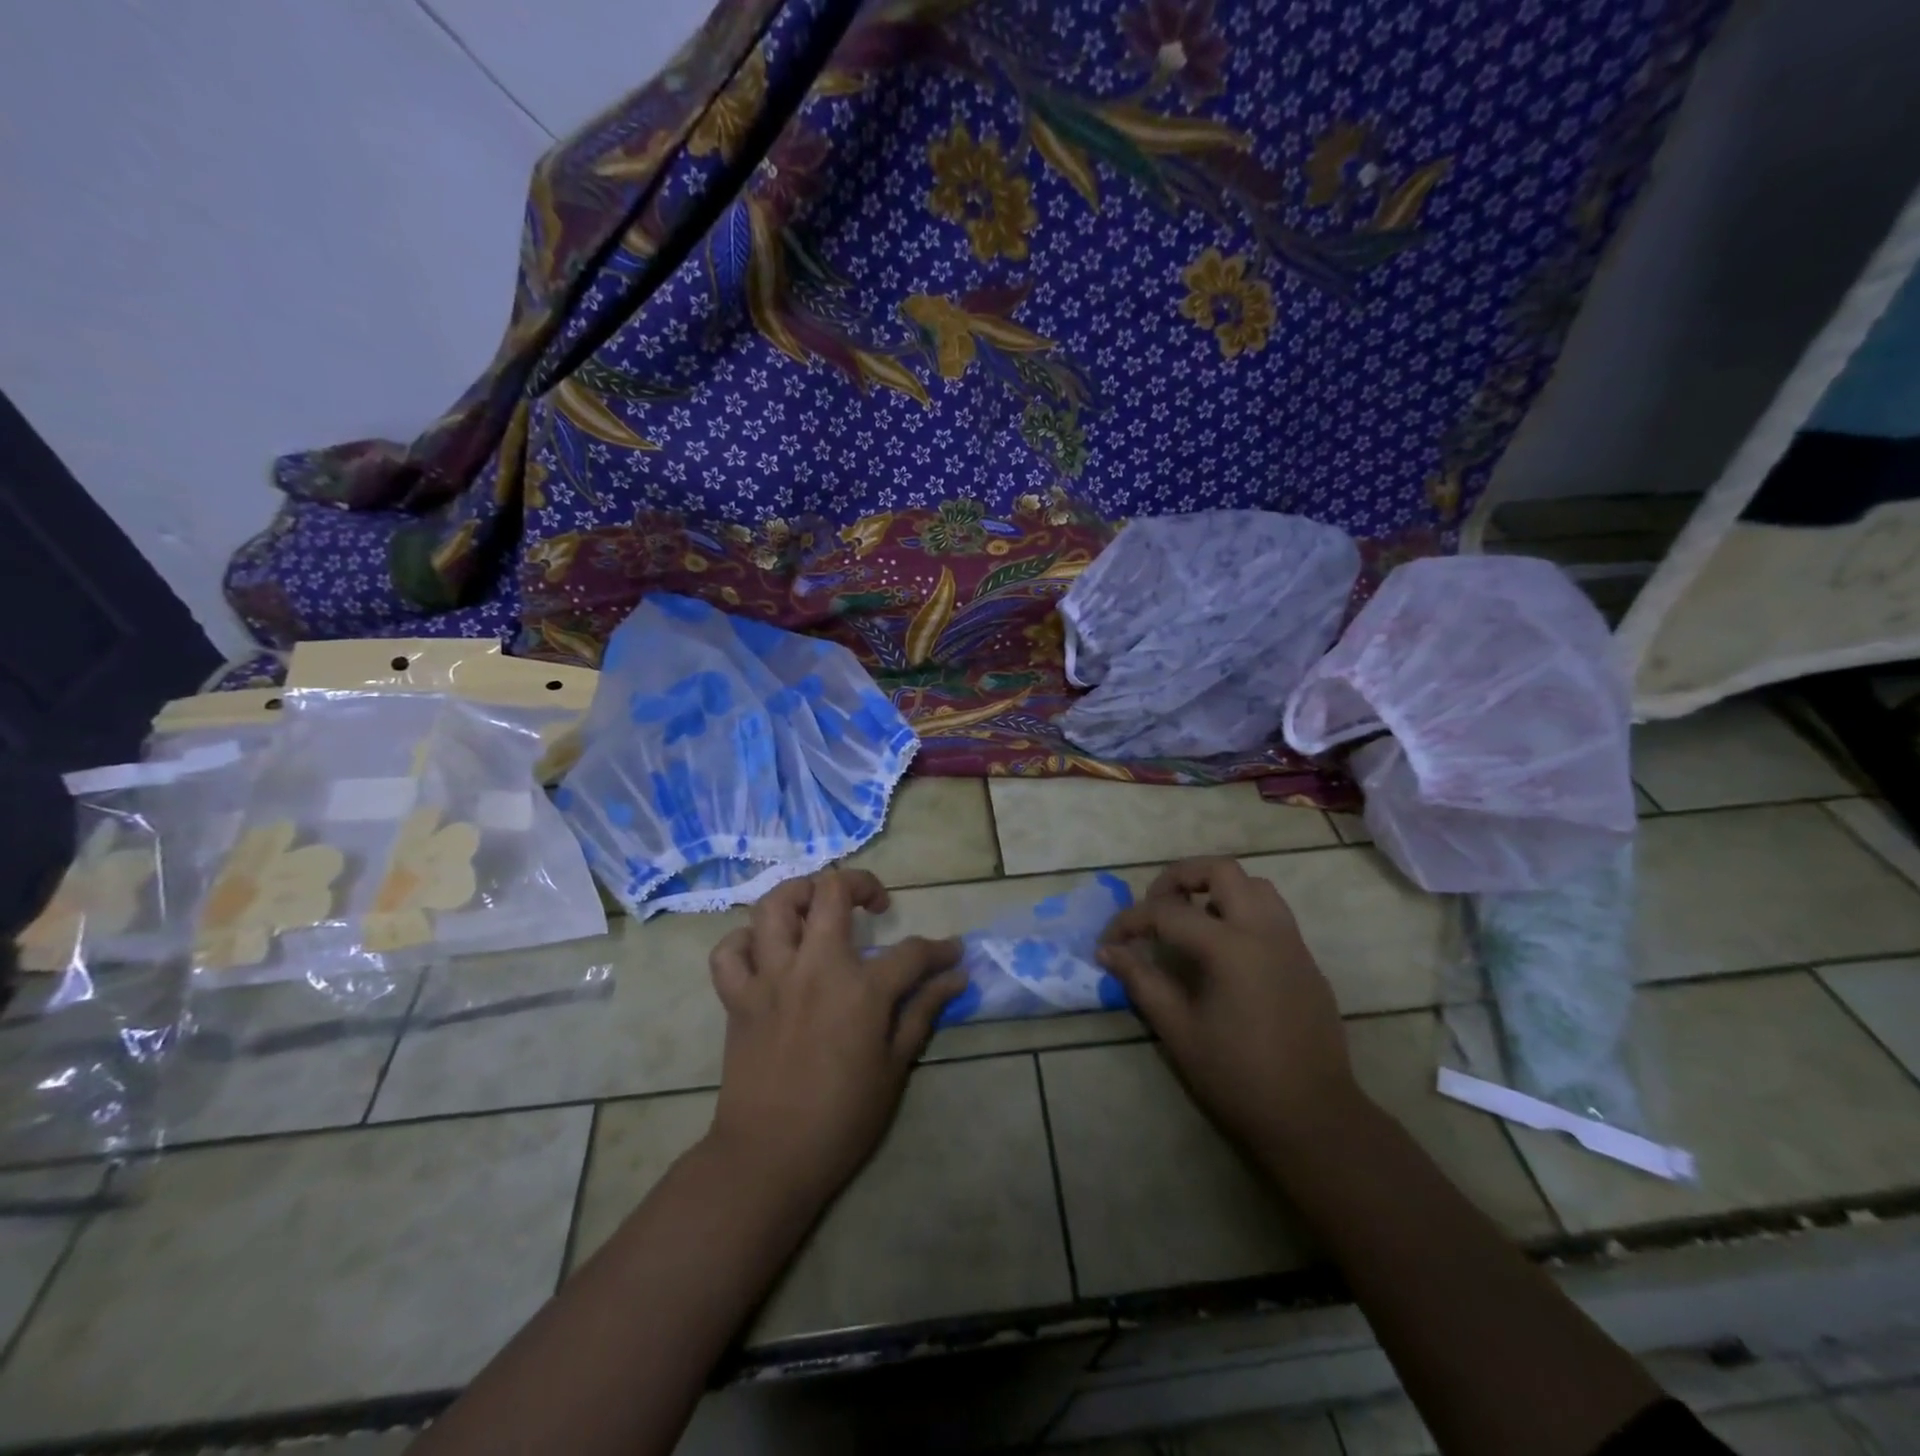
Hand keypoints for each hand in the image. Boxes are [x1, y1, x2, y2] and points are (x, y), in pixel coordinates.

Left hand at [704, 869, 964, 1208]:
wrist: (769, 1158)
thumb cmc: (841, 1118)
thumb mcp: (894, 1067)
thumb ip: (923, 1012)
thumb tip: (955, 977)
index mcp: (861, 989)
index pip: (912, 952)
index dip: (939, 950)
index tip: (952, 953)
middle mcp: (814, 967)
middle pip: (833, 893)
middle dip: (862, 884)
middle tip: (875, 903)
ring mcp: (770, 978)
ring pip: (775, 906)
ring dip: (800, 894)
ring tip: (818, 907)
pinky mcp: (737, 997)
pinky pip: (729, 952)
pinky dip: (744, 942)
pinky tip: (766, 951)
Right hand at [1098, 857, 1358, 1148]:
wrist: (1313, 1118)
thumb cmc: (1238, 1077)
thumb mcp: (1178, 1030)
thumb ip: (1142, 981)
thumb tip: (1108, 952)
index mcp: (1230, 947)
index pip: (1168, 912)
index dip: (1130, 922)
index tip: (1108, 942)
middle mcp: (1265, 931)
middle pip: (1221, 870)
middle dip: (1180, 877)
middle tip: (1155, 904)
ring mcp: (1292, 943)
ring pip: (1254, 885)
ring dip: (1217, 888)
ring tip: (1191, 920)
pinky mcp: (1306, 961)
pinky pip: (1273, 913)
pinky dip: (1242, 911)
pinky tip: (1224, 949)